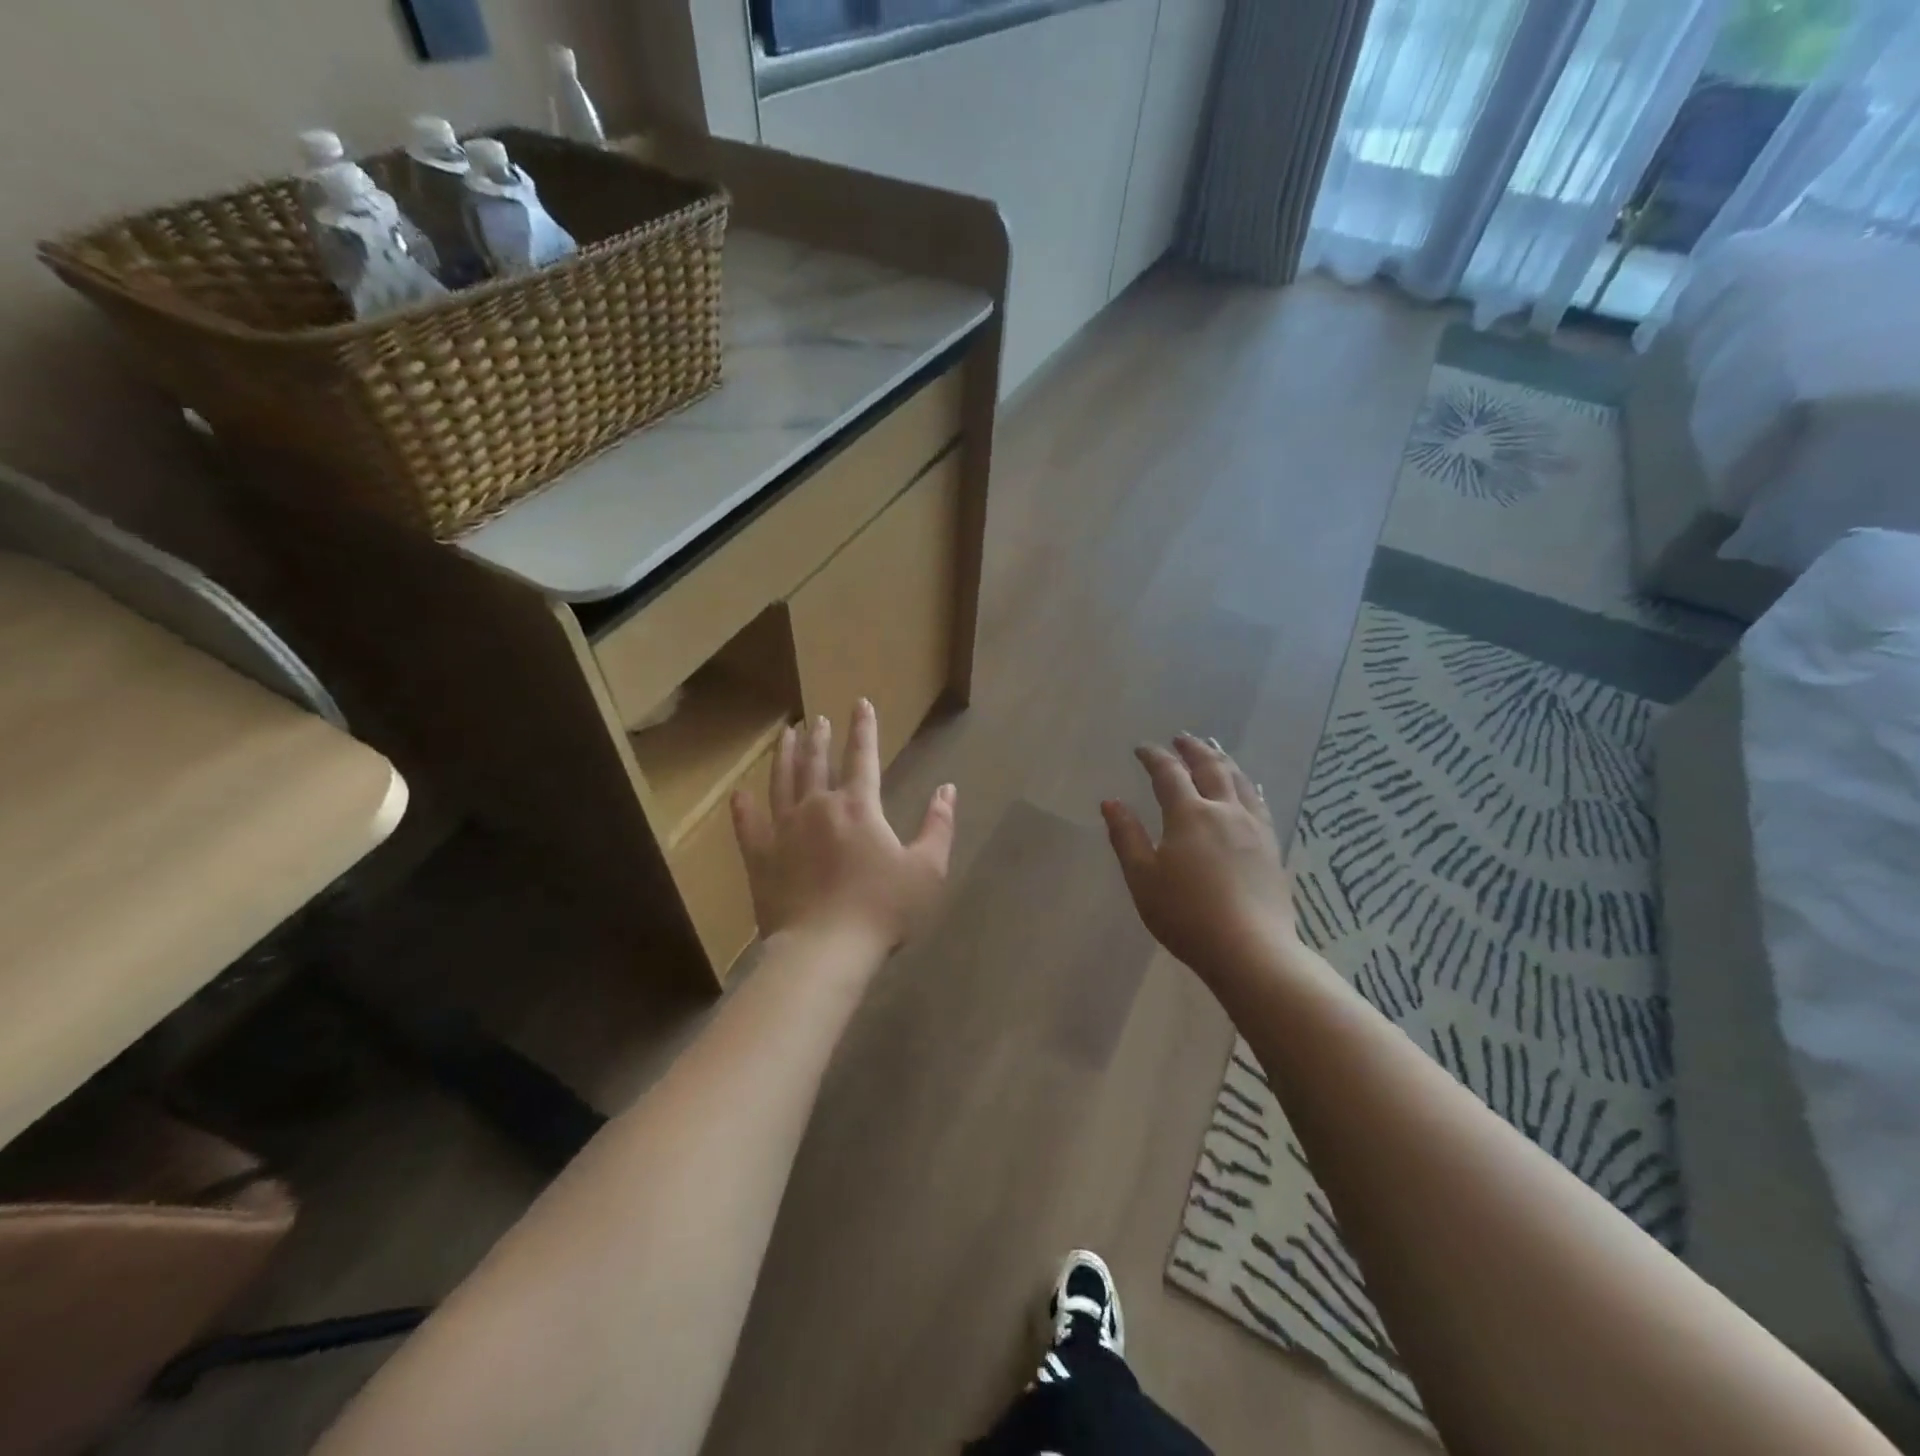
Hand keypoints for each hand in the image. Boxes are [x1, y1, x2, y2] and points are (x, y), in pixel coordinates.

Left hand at [731, 699, 956, 959]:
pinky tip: (740, 794)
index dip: (863, 728)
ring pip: (781, 782)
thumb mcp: (927, 869)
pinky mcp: (760, 858)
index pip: (863, 755)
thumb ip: (939, 825)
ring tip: (785, 735)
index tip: (860, 703)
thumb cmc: (882, 909)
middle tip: (816, 719)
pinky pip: (748, 826)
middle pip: (816, 762)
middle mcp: (817, 806)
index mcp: (858, 806)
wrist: (825, 950)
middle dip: (818, 737)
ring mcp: (783, 830)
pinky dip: (744, 808)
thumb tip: (948, 789)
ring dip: (784, 756)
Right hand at [1103, 735, 1298, 984]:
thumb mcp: (1143, 878)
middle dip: (1193, 749)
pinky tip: (1250, 788)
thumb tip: (1111, 802)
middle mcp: (1224, 811)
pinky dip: (1248, 786)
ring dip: (1223, 760)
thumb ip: (1126, 837)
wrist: (1251, 950)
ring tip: (1215, 750)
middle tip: (1181, 738)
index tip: (1142, 748)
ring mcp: (1253, 828)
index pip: (1169, 774)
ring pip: (1239, 781)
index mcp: (1189, 815)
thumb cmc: (1186, 915)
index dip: (1154, 757)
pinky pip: (1259, 803)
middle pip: (1210, 768)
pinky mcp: (1271, 847)